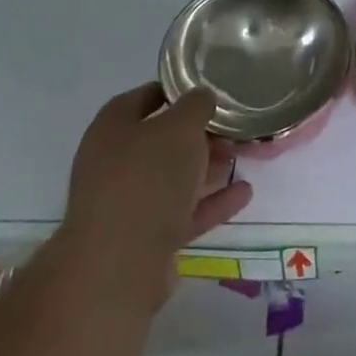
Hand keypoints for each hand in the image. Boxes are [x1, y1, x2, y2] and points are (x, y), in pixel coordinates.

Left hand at [58, 84, 253, 310]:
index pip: (142, 98)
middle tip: (232, 126)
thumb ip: (195, 106)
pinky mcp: (145, 239)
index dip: (173, 91)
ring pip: (173, 178)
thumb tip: (202, 97)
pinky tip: (244, 192)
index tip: (206, 89)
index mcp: (112, 129)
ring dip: (206, 167)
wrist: (119, 267)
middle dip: (197, 134)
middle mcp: (114, 164)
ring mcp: (128, 204)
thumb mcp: (180, 128)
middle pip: (160, 141)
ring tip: (242, 156)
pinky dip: (212, 202)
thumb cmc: (147, 179)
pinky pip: (184, 212)